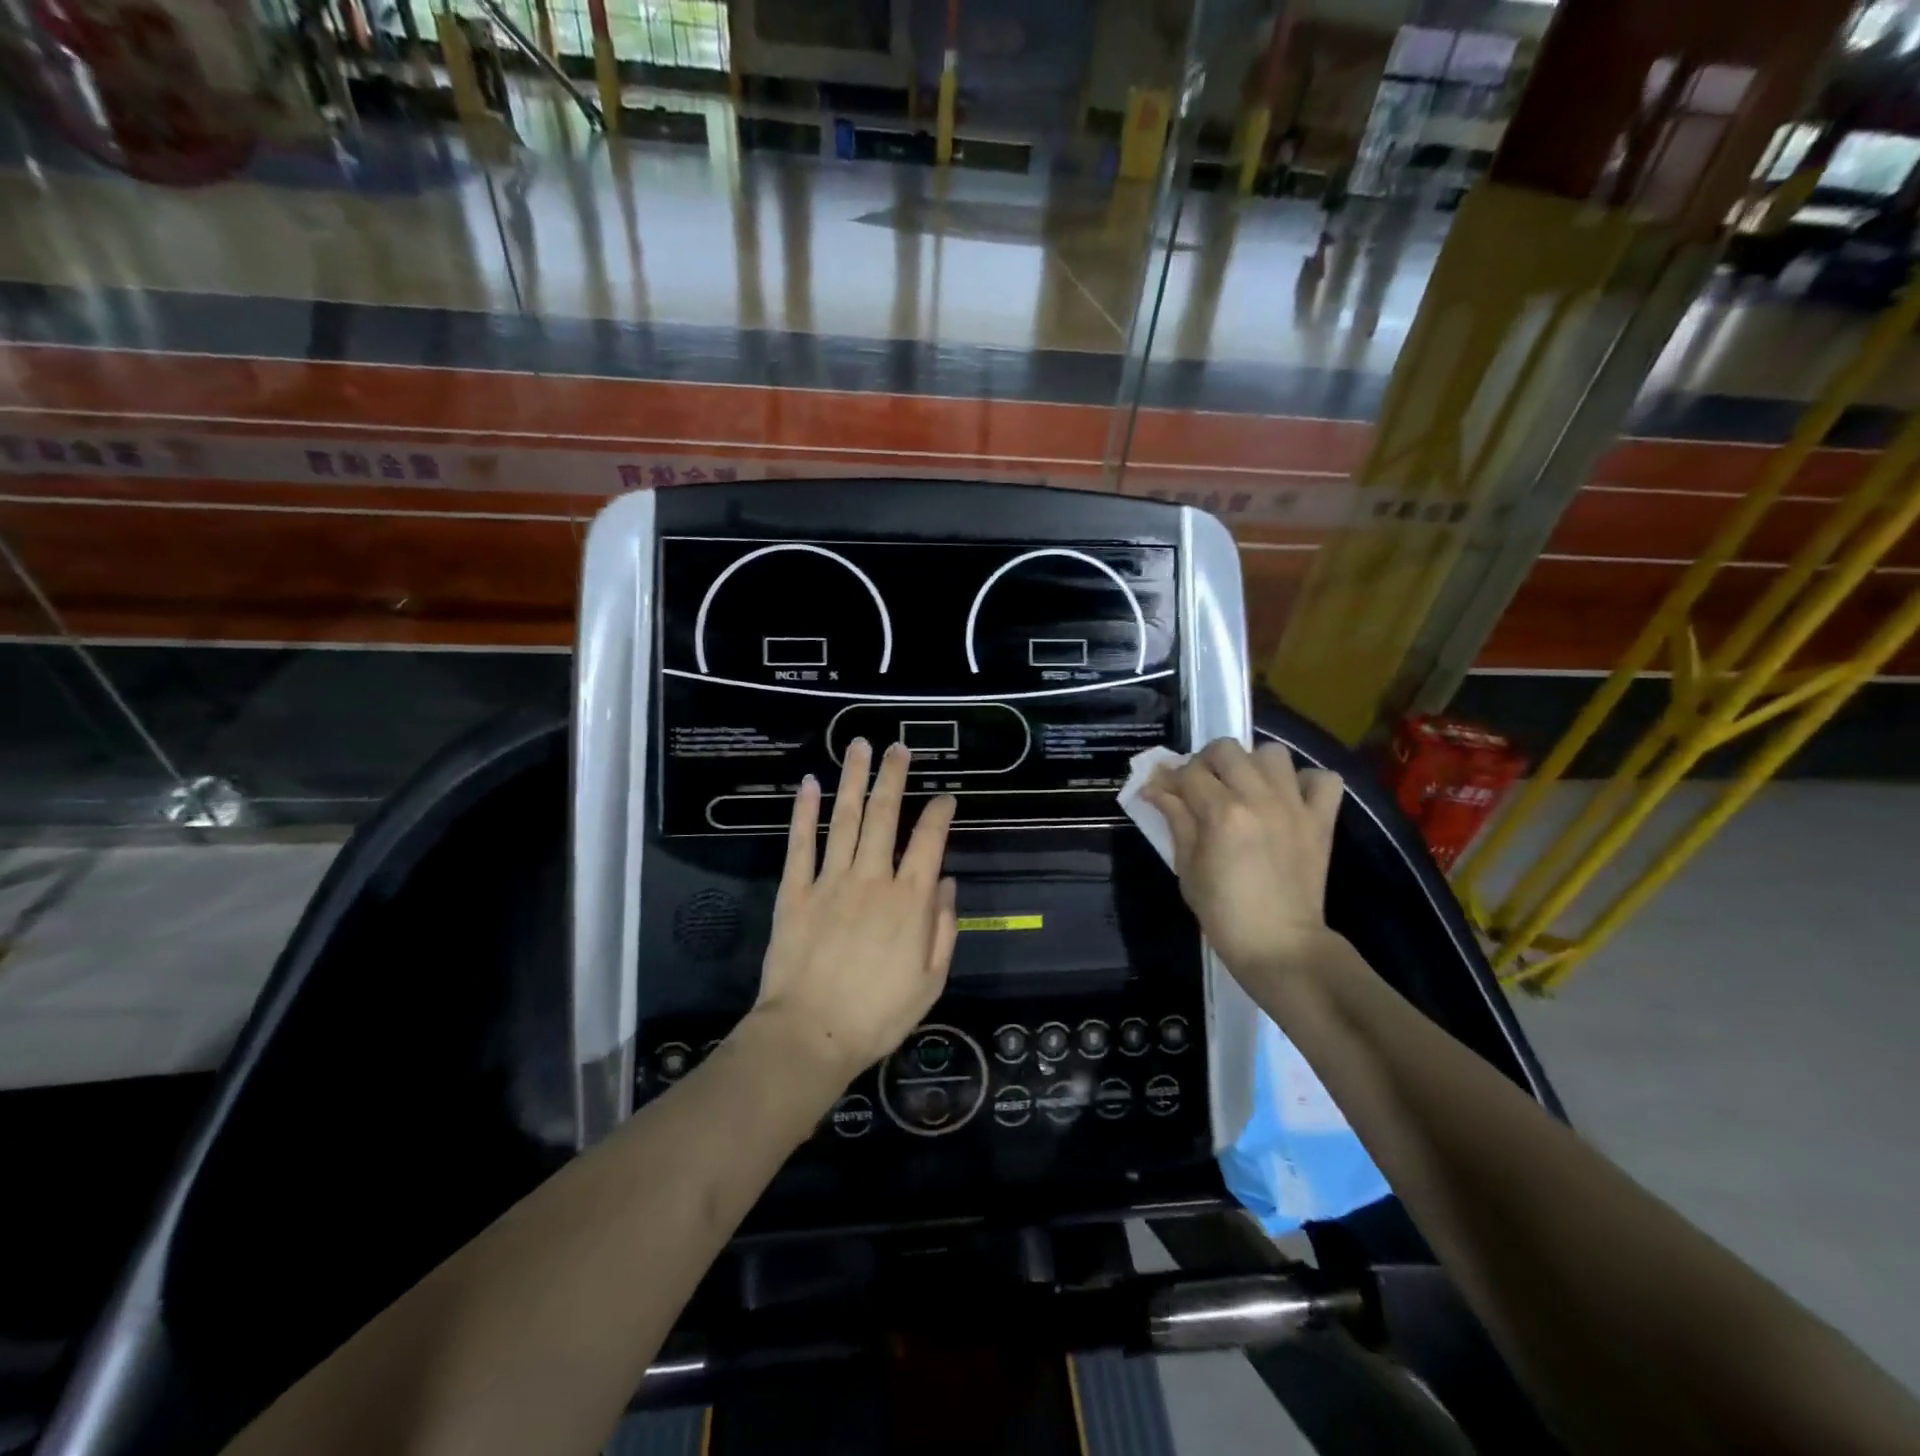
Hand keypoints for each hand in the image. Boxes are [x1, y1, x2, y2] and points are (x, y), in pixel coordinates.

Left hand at [751, 739, 958, 1079]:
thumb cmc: (878, 1014)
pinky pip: (801, 844)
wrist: (811, 1035)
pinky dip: (804, 812)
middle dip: (893, 777)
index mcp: (909, 900)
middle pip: (885, 816)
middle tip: (898, 747)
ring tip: (859, 747)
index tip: (945, 796)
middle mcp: (872, 878)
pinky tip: (809, 784)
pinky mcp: (796, 891)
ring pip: (845, 819)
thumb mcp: (930, 980)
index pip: (929, 841)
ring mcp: (831, 880)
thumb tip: (945, 881)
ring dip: (853, 779)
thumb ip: (943, 927)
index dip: (939, 813)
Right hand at [1141, 739, 1343, 976]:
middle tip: (1202, 787)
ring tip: (1245, 788)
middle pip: (1226, 749)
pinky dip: (1304, 781)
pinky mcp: (1321, 820)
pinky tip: (1288, 798)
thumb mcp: (1186, 867)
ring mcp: (1294, 806)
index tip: (1162, 791)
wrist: (1279, 945)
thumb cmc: (1223, 912)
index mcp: (1221, 813)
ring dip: (1253, 765)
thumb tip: (1155, 789)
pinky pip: (1323, 779)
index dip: (1169, 778)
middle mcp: (1259, 799)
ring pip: (1272, 753)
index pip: (1188, 773)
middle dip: (1206, 763)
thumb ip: (1175, 820)